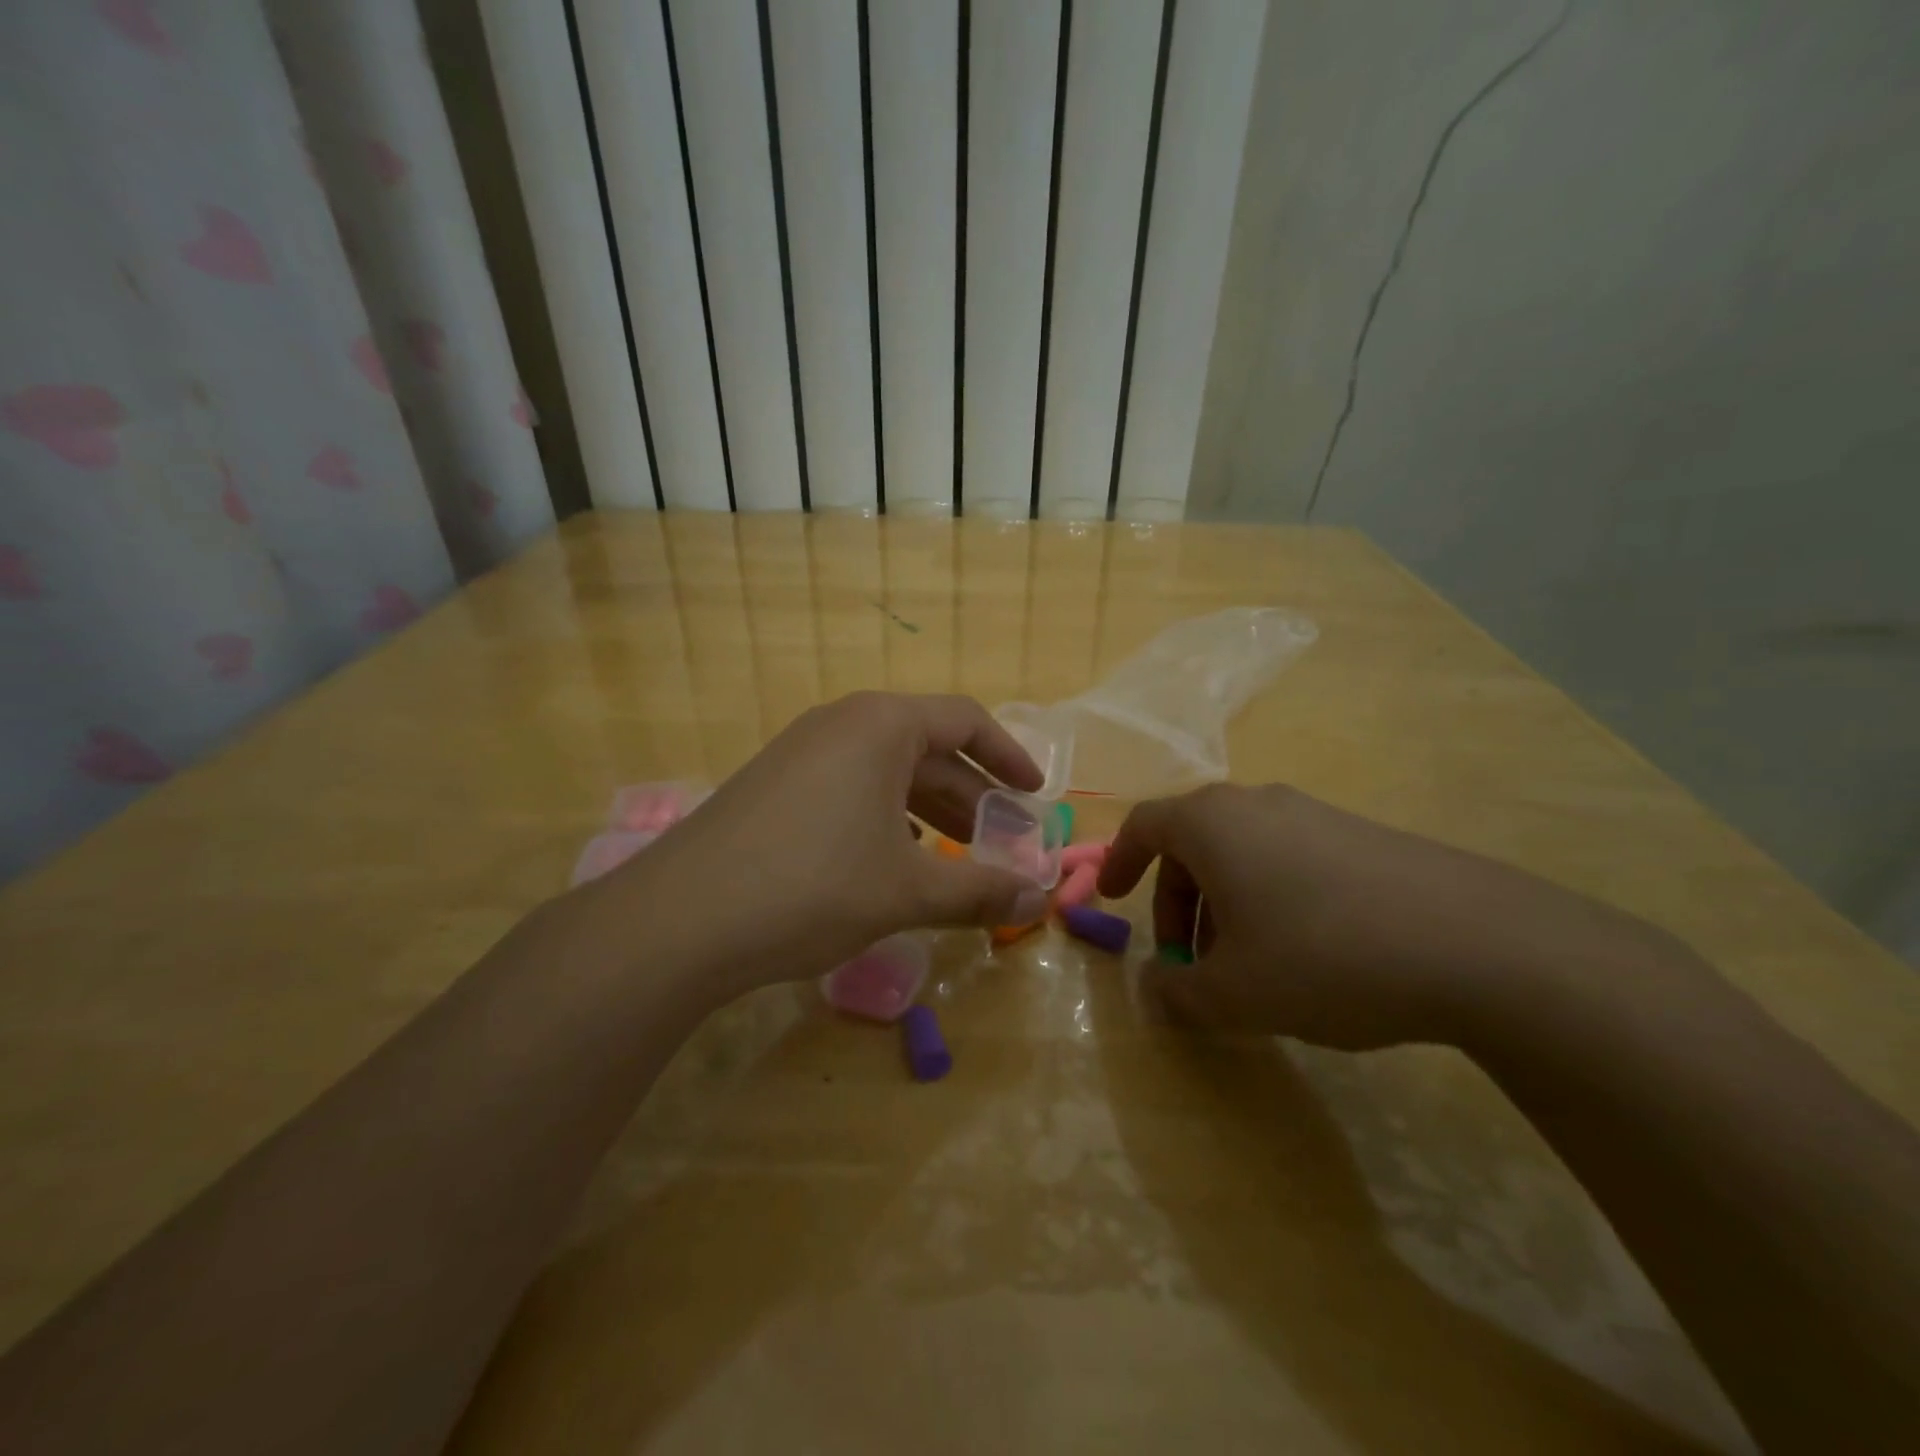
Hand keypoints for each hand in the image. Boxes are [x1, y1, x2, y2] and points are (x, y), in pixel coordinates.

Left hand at [597, 692, 1047, 997]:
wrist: (679, 920)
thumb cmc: (812, 886)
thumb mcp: (906, 891)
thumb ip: (979, 891)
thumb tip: (1040, 899)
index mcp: (881, 725)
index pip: (965, 719)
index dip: (1008, 756)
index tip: (1035, 793)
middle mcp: (841, 724)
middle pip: (926, 747)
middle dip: (970, 794)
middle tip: (1001, 840)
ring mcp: (800, 752)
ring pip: (885, 771)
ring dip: (928, 809)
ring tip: (954, 855)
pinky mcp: (773, 786)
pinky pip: (849, 788)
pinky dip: (884, 818)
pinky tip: (890, 859)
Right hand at [1098, 783, 1664, 1049]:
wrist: (1477, 943)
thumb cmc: (1322, 956)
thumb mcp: (1233, 993)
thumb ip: (1177, 992)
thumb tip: (1155, 987)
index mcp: (1212, 823)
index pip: (1144, 826)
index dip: (1118, 861)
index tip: (1111, 898)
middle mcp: (1257, 804)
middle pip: (1193, 843)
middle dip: (1178, 902)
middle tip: (1188, 960)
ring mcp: (1314, 814)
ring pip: (1244, 853)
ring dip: (1225, 904)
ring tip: (1247, 965)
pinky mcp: (1362, 835)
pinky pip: (1290, 858)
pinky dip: (1271, 898)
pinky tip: (1305, 953)